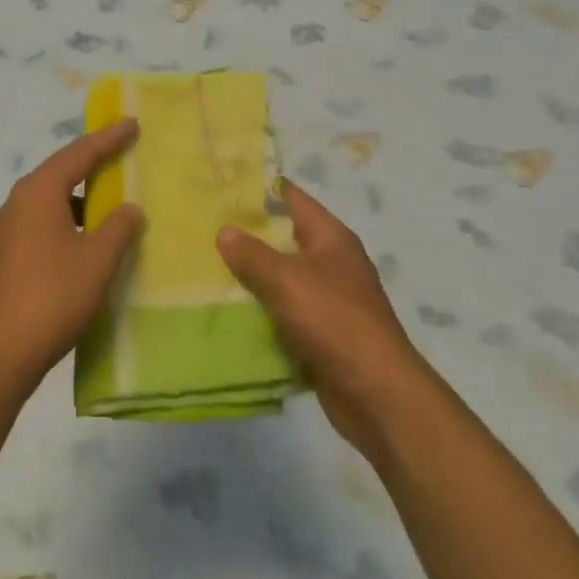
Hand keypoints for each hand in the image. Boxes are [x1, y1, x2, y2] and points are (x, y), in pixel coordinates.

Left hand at [0, 120, 143, 395]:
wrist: (0, 351)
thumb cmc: (53, 296)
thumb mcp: (97, 259)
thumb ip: (118, 227)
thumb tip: (128, 208)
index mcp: (39, 191)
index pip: (79, 153)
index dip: (108, 138)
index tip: (132, 123)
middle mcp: (19, 201)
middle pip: (62, 170)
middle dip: (93, 161)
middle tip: (124, 150)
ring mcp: (10, 229)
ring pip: (53, 198)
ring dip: (82, 194)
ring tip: (112, 195)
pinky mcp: (9, 254)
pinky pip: (45, 220)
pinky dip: (71, 218)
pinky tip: (90, 237)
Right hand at [216, 181, 421, 459]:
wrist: (376, 394)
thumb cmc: (334, 321)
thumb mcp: (286, 280)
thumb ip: (252, 254)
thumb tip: (225, 231)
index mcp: (331, 239)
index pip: (292, 198)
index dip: (259, 188)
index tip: (221, 184)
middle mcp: (332, 264)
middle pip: (284, 238)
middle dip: (247, 234)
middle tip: (202, 226)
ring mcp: (328, 301)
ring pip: (281, 278)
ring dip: (250, 276)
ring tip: (205, 266)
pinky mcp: (321, 334)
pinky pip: (283, 313)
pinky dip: (260, 312)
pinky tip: (227, 311)